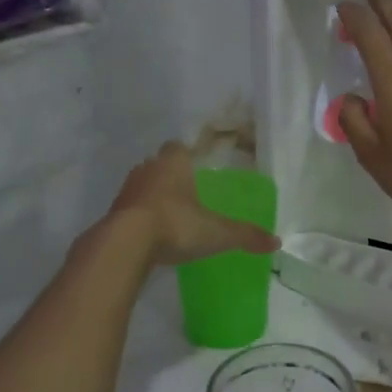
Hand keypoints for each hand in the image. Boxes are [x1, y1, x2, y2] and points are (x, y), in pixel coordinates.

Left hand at [106, 142, 279, 266]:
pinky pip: (131, 207)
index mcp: (174, 163)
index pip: (178, 147)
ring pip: (143, 184)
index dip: (187, 154)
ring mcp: (127, 190)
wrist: (125, 244)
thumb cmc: (176, 225)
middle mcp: (148, 169)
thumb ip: (245, 236)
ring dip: (154, 194)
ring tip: (170, 212)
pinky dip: (140, 215)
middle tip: (186, 191)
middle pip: (159, 163)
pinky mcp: (114, 212)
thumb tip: (277, 242)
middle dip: (171, 174)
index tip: (196, 165)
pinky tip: (151, 231)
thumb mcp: (217, 233)